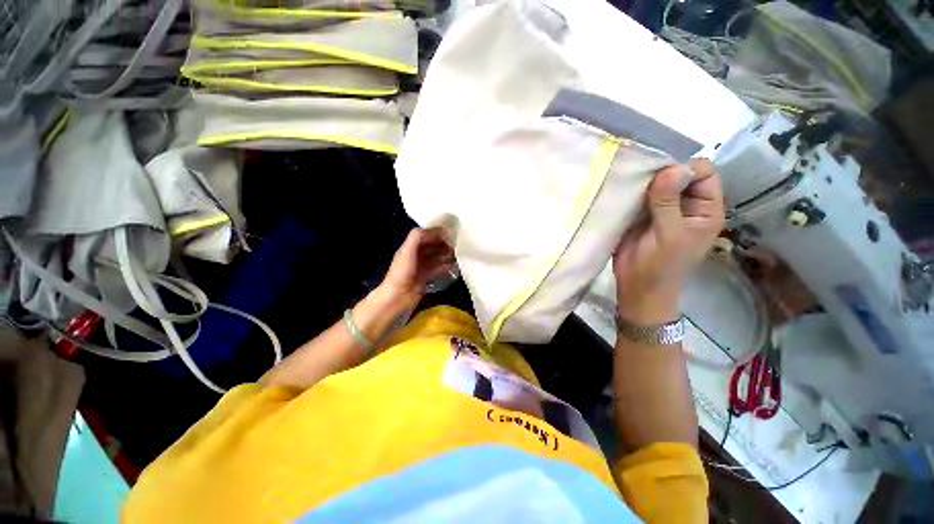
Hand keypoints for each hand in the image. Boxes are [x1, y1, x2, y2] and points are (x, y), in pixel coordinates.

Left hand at [380, 228, 454, 311]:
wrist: (398, 297)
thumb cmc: (402, 272)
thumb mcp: (407, 250)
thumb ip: (418, 237)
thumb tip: (434, 231)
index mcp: (409, 248)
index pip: (424, 236)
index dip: (436, 233)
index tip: (449, 233)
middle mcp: (415, 256)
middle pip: (431, 247)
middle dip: (443, 244)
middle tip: (456, 244)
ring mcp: (420, 268)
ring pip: (435, 258)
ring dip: (445, 255)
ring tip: (457, 253)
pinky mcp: (425, 279)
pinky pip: (437, 270)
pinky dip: (444, 266)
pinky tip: (453, 265)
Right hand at [613, 158, 724, 323]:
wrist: (636, 286)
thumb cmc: (660, 266)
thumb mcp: (669, 235)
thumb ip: (669, 202)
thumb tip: (672, 168)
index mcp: (705, 209)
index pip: (703, 173)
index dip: (684, 168)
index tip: (660, 176)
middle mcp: (686, 204)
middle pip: (678, 173)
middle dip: (661, 171)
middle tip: (639, 177)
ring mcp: (662, 208)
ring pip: (656, 182)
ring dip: (643, 180)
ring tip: (627, 182)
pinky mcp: (641, 213)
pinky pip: (638, 194)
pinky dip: (630, 190)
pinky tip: (620, 190)